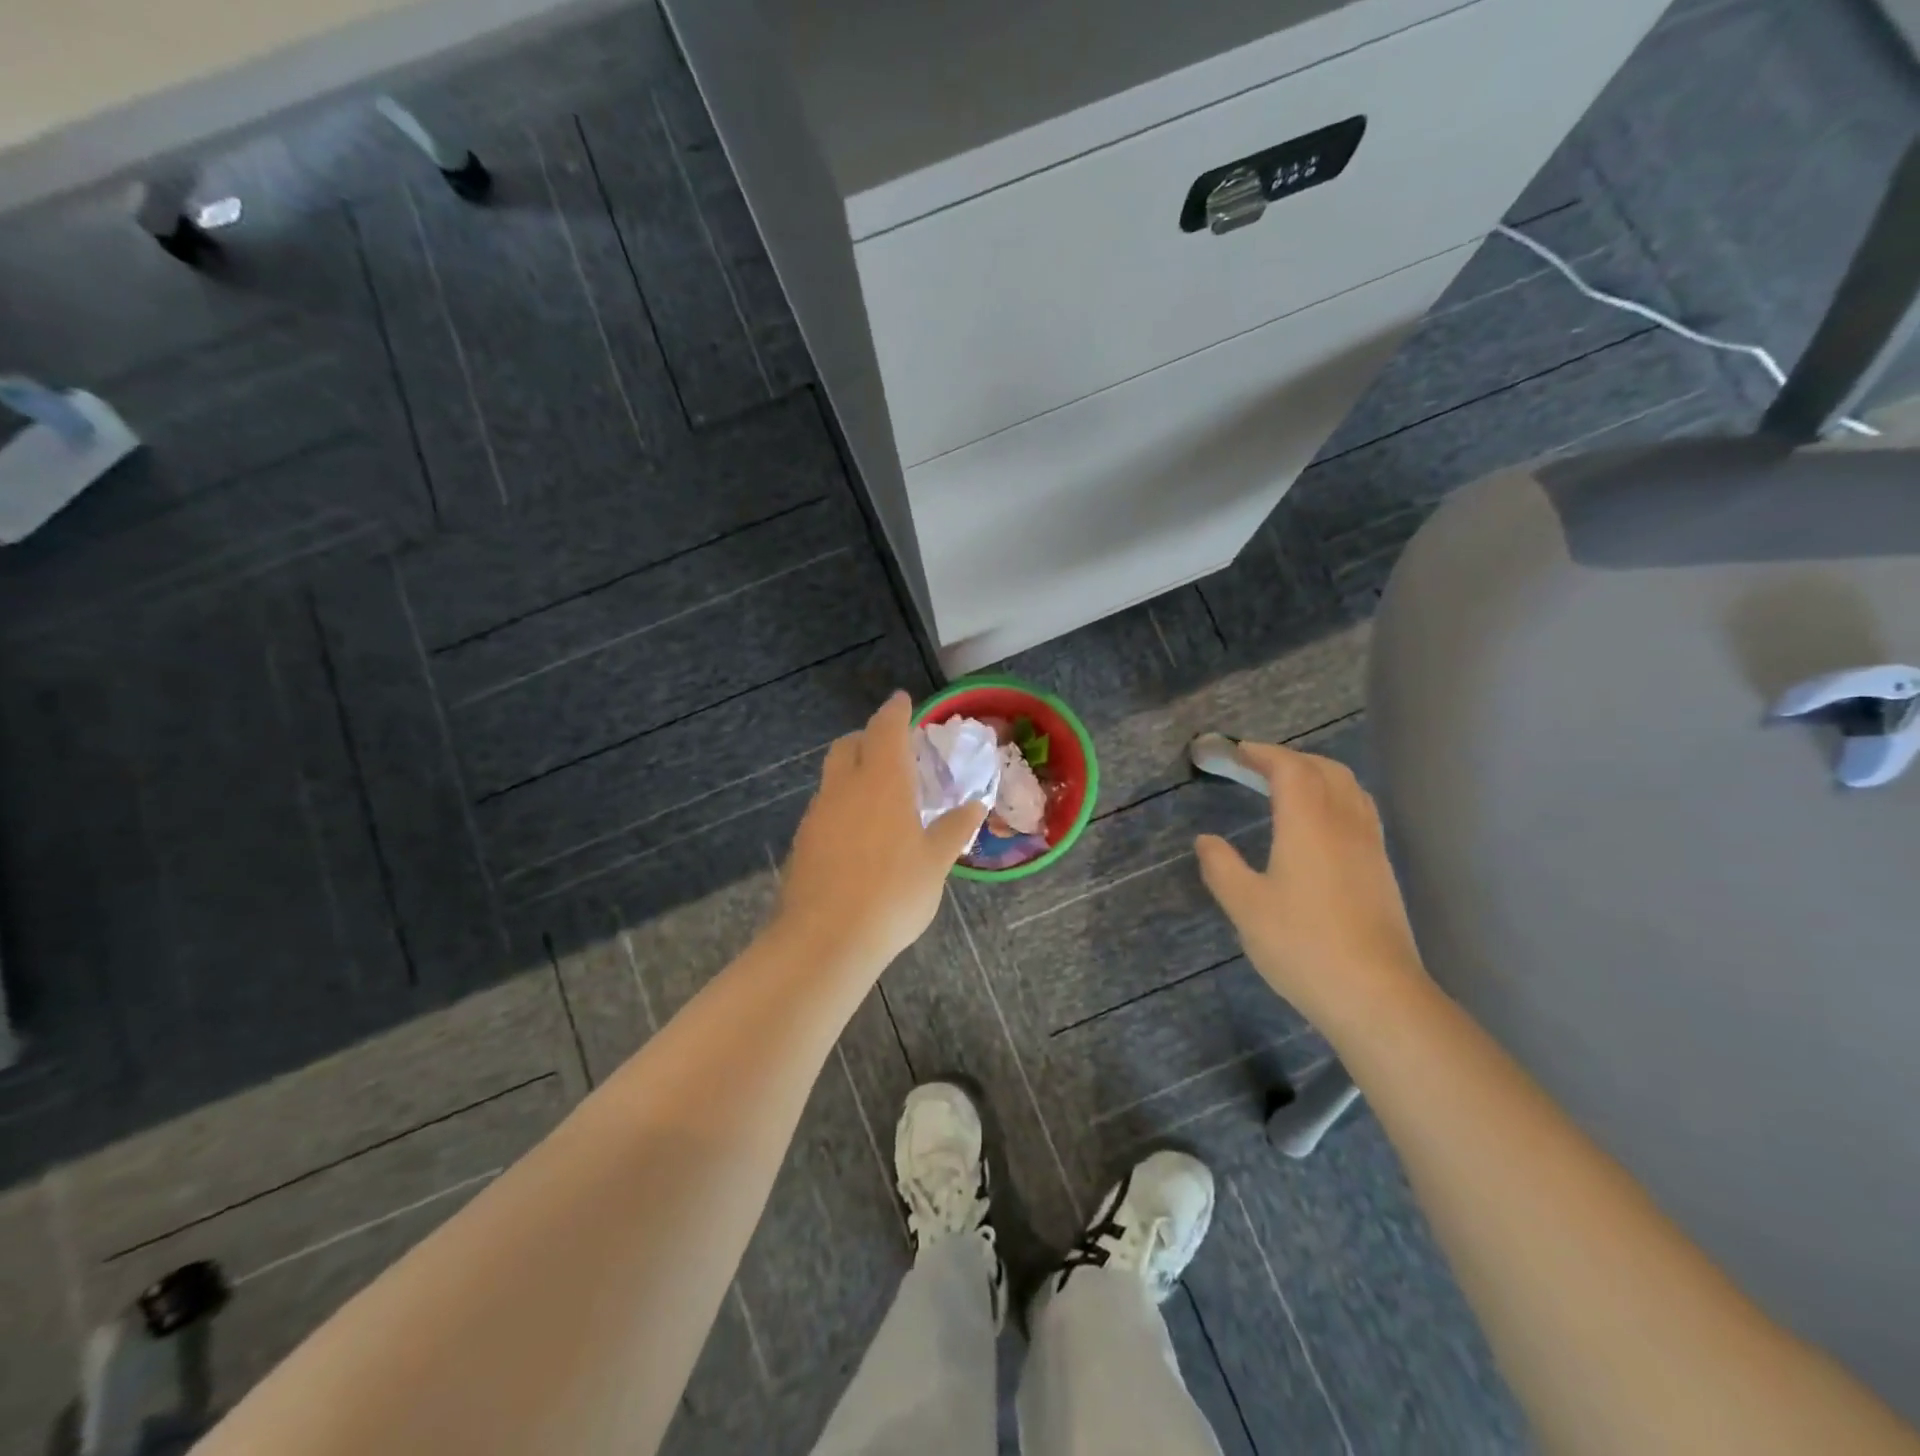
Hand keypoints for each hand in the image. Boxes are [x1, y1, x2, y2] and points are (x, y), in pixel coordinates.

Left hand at [775, 691, 987, 975]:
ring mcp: (818, 813)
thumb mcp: (935, 862)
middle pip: (849, 745)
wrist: (826, 939)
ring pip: (833, 776)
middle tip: (893, 753)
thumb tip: (974, 804)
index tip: (902, 701)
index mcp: (882, 780)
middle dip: (868, 738)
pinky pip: (825, 807)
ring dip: (854, 773)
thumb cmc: (893, 893)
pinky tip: (859, 835)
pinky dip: (843, 805)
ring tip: (880, 799)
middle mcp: (845, 787)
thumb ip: (954, 829)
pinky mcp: (803, 840)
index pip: (886, 728)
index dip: (895, 710)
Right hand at [1194, 742, 1430, 1038]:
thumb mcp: (1245, 906)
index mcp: (1309, 824)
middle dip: (1292, 759)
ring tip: (1289, 789)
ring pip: (1350, 790)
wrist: (1376, 995)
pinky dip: (1336, 799)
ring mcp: (1370, 848)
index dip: (1263, 754)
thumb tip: (1206, 840)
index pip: (1290, 769)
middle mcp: (1345, 824)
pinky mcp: (1382, 872)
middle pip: (1326, 770)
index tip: (1237, 752)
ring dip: (1318, 776)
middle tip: (1259, 767)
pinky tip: (1319, 827)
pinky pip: (1360, 813)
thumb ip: (1222, 867)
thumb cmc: (1302, 945)